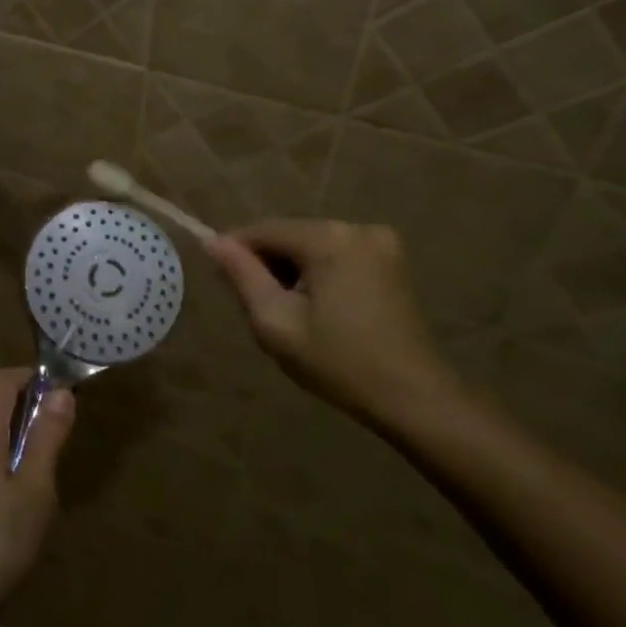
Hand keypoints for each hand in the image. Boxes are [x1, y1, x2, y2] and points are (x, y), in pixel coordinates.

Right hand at [205, 219, 459, 426]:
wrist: (413, 398)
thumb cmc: (338, 363)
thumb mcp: (276, 322)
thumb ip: (242, 276)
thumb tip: (212, 241)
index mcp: (328, 239)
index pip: (263, 230)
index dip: (235, 252)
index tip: (222, 283)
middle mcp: (356, 228)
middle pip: (289, 235)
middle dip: (268, 265)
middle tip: (259, 309)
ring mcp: (381, 243)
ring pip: (312, 246)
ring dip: (292, 271)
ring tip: (289, 315)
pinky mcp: (391, 262)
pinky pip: (337, 256)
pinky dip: (318, 275)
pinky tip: (318, 311)